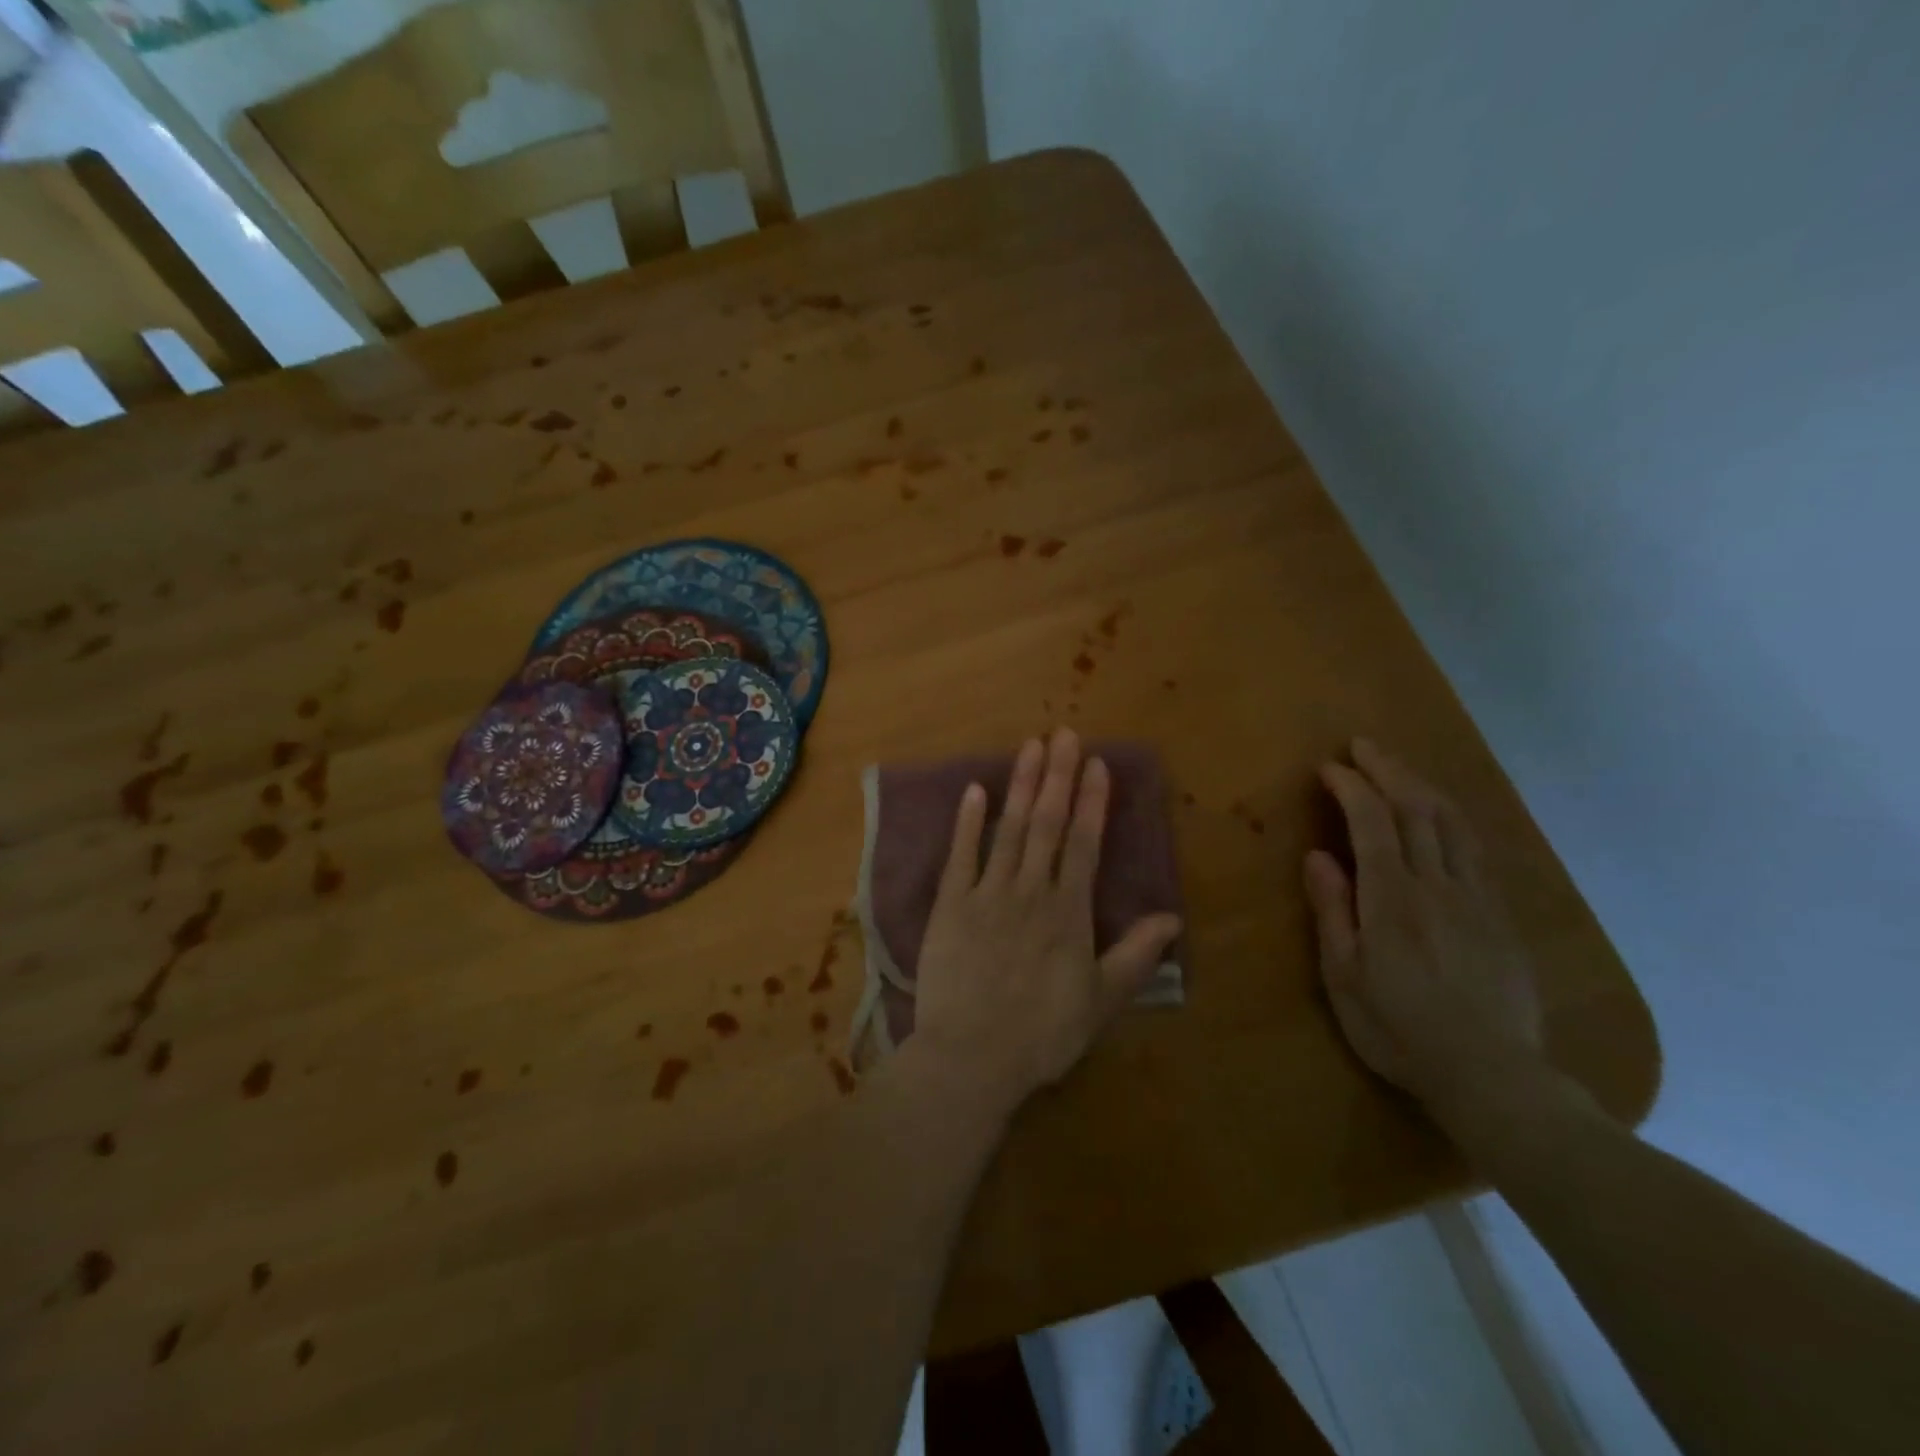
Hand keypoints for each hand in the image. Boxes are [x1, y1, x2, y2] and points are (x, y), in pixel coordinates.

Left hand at [911, 729, 1183, 1117]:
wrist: (973, 1056)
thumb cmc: (1043, 1033)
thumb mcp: (1102, 1000)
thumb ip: (1136, 955)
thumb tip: (1173, 917)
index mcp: (1069, 912)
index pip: (1084, 844)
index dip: (1092, 802)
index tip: (1096, 763)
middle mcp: (1031, 891)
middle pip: (1047, 824)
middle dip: (1057, 776)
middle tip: (1063, 733)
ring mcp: (988, 894)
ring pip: (1009, 829)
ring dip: (1020, 785)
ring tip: (1030, 746)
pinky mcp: (951, 905)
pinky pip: (960, 855)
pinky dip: (968, 821)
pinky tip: (974, 790)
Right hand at [1304, 740, 1543, 1113]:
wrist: (1492, 1076)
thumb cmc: (1399, 1029)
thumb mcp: (1345, 976)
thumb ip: (1333, 911)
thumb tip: (1318, 856)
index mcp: (1392, 899)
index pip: (1372, 823)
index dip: (1351, 787)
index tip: (1329, 767)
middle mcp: (1437, 885)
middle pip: (1417, 809)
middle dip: (1388, 770)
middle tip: (1362, 746)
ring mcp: (1476, 898)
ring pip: (1453, 823)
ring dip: (1423, 785)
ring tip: (1399, 767)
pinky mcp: (1501, 915)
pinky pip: (1476, 850)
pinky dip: (1453, 818)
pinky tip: (1442, 814)